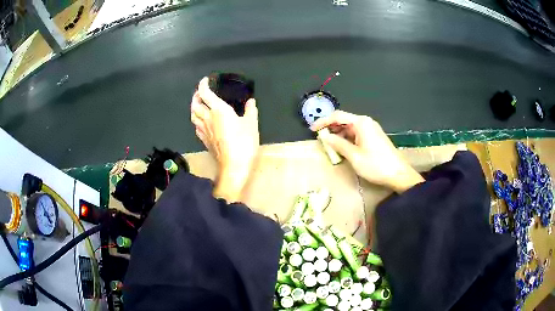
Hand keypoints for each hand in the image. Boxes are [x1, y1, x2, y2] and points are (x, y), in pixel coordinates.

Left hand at [191, 77, 259, 201]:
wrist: (234, 165)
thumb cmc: (244, 142)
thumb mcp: (251, 124)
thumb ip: (250, 110)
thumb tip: (251, 101)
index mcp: (218, 110)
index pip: (205, 93)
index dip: (203, 85)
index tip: (206, 80)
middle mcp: (208, 118)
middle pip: (195, 104)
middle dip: (196, 96)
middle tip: (200, 93)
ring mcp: (204, 130)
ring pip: (193, 115)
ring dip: (194, 108)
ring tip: (198, 105)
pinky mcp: (204, 141)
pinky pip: (196, 127)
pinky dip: (197, 120)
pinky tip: (201, 122)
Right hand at [311, 110, 423, 192]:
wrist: (398, 174)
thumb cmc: (376, 165)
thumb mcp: (354, 156)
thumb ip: (338, 144)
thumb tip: (324, 136)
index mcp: (361, 123)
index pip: (338, 116)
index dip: (323, 121)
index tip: (312, 129)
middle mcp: (366, 122)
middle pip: (344, 120)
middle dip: (331, 128)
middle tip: (320, 139)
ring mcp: (371, 129)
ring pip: (350, 128)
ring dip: (339, 135)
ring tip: (330, 146)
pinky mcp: (374, 137)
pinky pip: (357, 134)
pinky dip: (347, 139)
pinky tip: (342, 148)